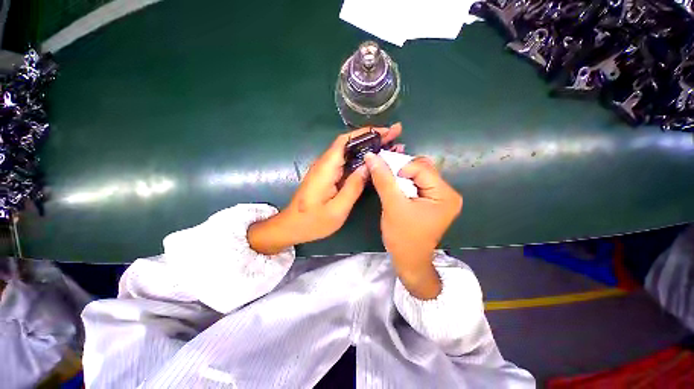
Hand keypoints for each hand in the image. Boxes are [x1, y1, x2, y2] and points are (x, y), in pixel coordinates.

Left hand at [248, 123, 402, 254]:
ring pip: (350, 153)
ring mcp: (326, 169)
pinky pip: (347, 163)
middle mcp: (325, 163)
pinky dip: (362, 160)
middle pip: (350, 144)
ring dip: (369, 148)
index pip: (345, 141)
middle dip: (372, 138)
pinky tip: (375, 163)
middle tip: (395, 135)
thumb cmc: (313, 222)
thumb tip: (369, 166)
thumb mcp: (337, 209)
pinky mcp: (328, 176)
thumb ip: (353, 187)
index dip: (366, 133)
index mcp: (326, 168)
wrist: (292, 227)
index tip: (385, 131)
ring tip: (391, 146)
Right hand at [364, 153, 462, 299]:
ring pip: (418, 175)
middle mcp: (447, 193)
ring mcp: (440, 197)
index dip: (400, 167)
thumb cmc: (403, 236)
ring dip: (400, 176)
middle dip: (400, 170)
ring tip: (388, 183)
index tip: (383, 174)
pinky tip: (394, 188)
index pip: (422, 168)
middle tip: (384, 175)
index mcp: (444, 195)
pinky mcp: (431, 201)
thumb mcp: (392, 205)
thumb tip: (372, 156)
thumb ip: (383, 179)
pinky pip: (417, 184)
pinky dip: (403, 183)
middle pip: (422, 169)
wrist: (408, 260)